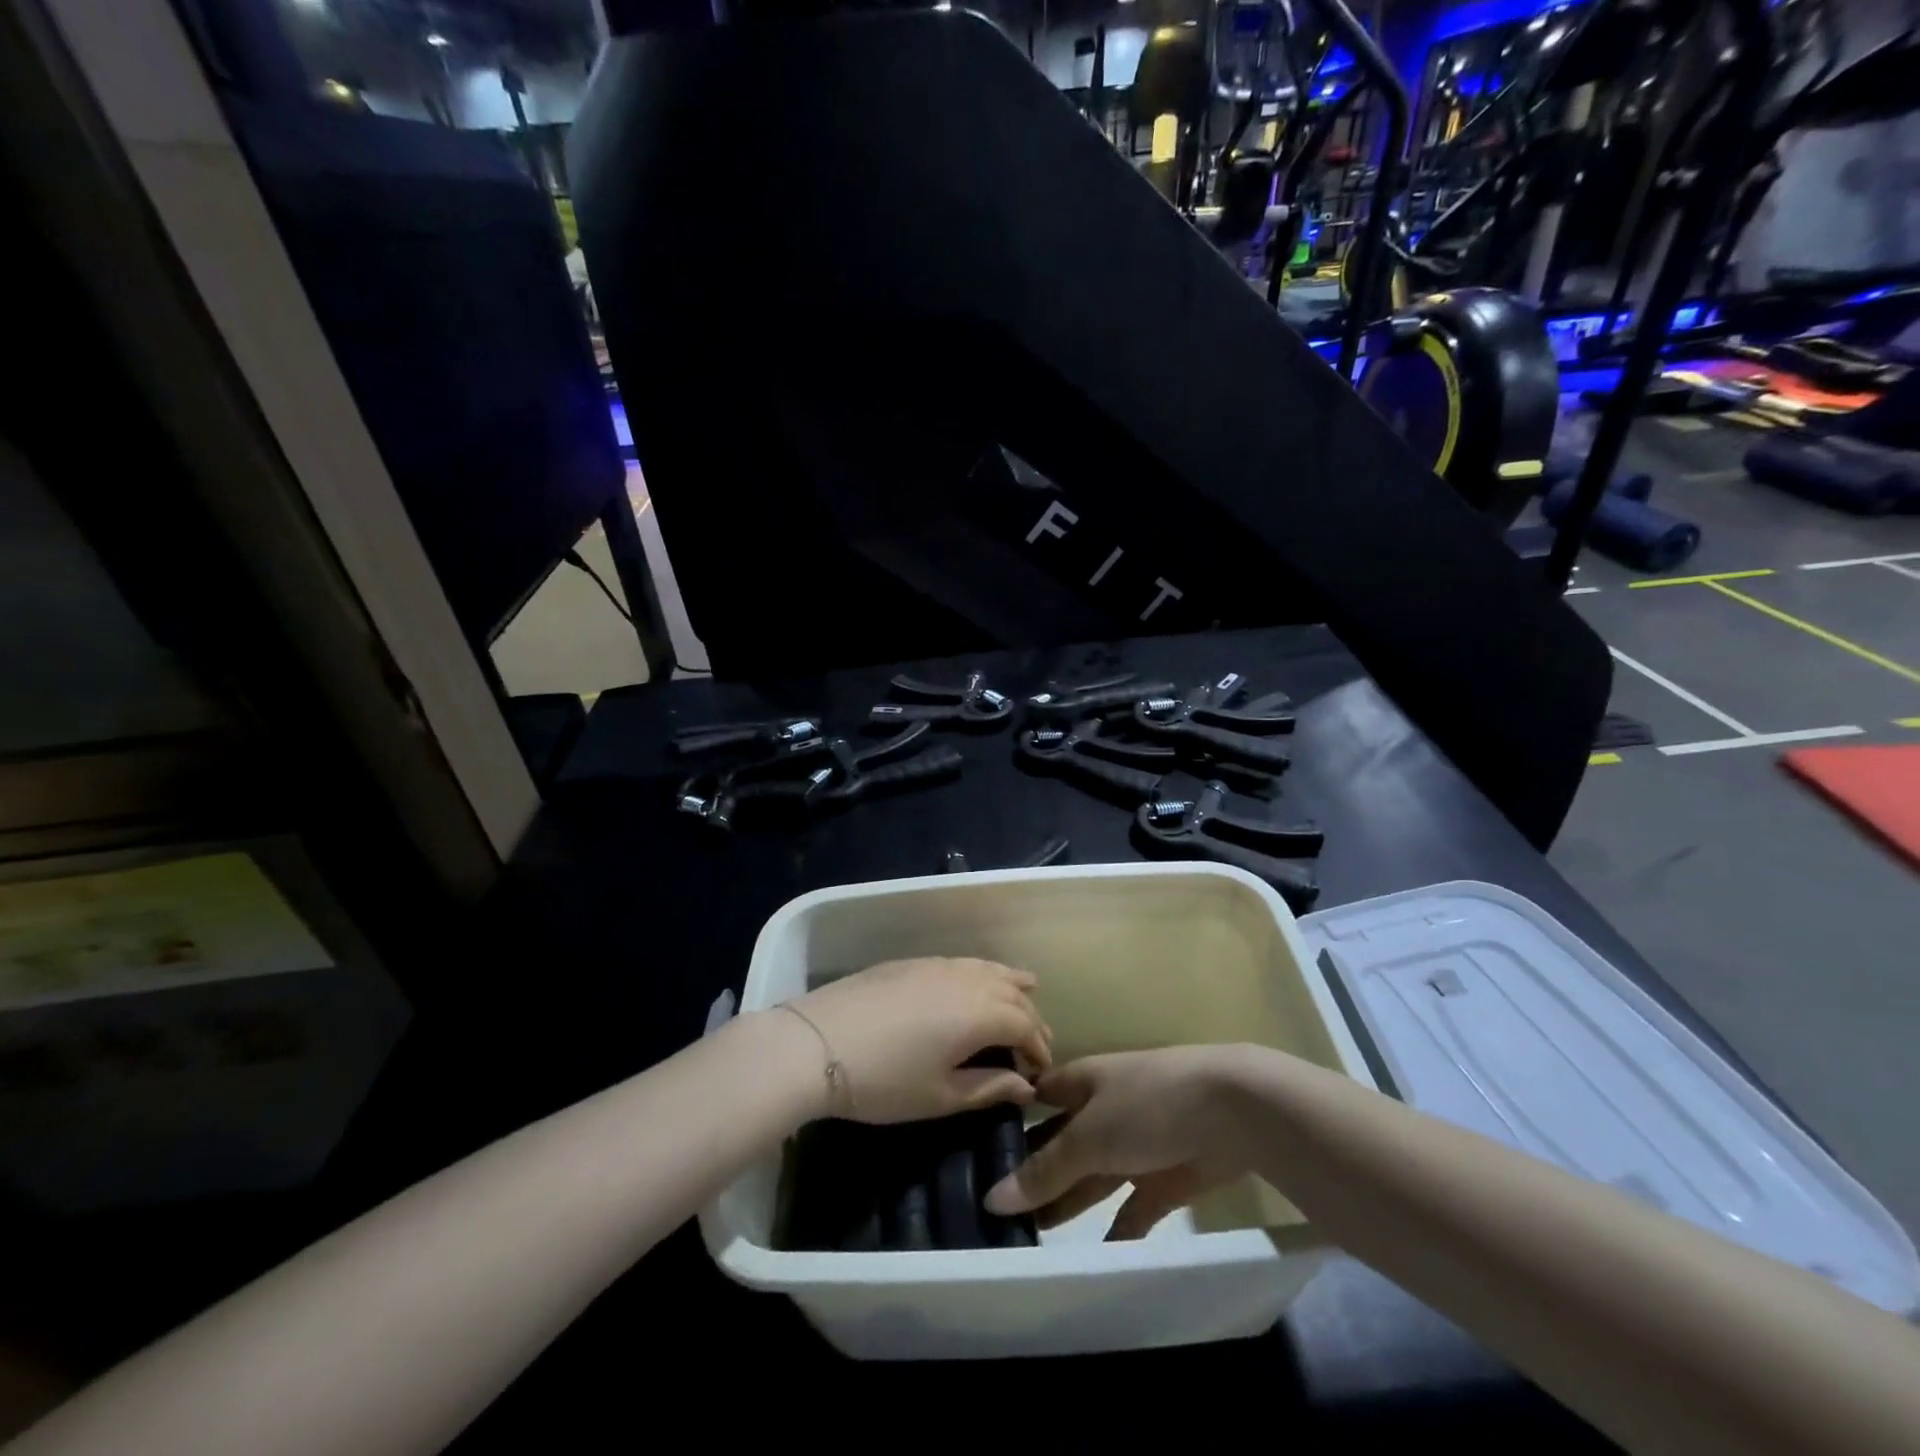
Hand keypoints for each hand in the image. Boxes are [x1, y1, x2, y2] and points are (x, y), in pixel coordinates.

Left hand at [780, 958, 1050, 1124]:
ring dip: (1010, 985)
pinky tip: (975, 982)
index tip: (1042, 1072)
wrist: (817, 1042)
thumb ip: (989, 1088)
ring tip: (1026, 990)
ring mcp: (938, 965)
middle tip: (1036, 1042)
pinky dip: (981, 973)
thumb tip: (1025, 1085)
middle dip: (1030, 1018)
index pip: (1026, 1026)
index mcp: (982, 1013)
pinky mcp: (912, 961)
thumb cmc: (885, 1080)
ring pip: (988, 969)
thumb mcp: (941, 1096)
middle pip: (1012, 993)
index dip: (1039, 1049)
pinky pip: (962, 963)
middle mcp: (968, 980)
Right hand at [984, 1047, 1248, 1238]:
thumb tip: (993, 1198)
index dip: (1008, 1120)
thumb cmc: (1147, 1104)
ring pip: (1091, 1178)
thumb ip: (1046, 1170)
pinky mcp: (1165, 1178)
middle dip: (1033, 1172)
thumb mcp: (1089, 1135)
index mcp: (1081, 1082)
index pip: (1036, 1098)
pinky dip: (1115, 1230)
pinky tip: (1093, 1257)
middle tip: (995, 1214)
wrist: (1232, 1111)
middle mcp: (1102, 1110)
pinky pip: (1131, 1209)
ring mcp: (1135, 1144)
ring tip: (1029, 1240)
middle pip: (1060, 1143)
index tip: (973, 1152)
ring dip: (1067, 1204)